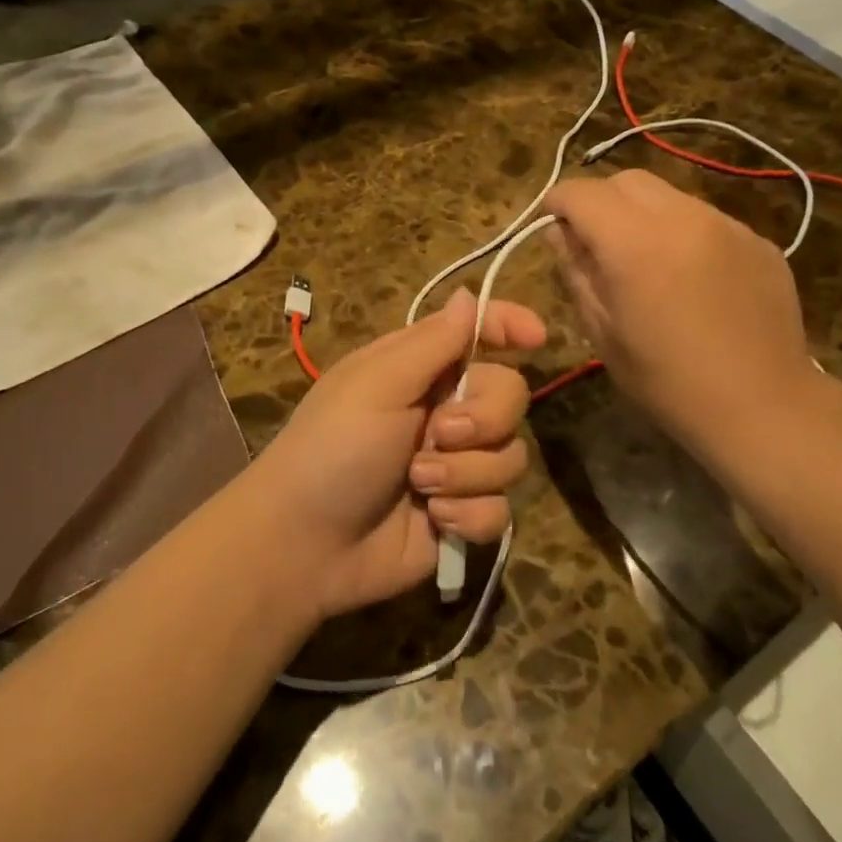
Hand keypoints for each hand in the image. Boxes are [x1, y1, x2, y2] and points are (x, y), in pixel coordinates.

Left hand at [252, 288, 546, 620]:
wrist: (305, 545)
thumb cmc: (332, 449)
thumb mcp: (377, 384)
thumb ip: (433, 342)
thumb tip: (470, 295)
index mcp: (420, 369)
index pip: (476, 334)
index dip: (509, 327)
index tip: (537, 337)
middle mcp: (444, 410)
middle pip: (510, 396)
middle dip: (483, 418)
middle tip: (438, 434)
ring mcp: (456, 465)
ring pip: (511, 456)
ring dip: (466, 473)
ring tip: (419, 485)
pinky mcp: (462, 513)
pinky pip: (501, 508)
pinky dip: (469, 514)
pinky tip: (434, 520)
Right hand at [544, 169, 817, 458]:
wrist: (764, 407)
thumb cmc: (667, 382)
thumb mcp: (602, 332)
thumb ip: (576, 271)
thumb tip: (559, 233)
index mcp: (636, 244)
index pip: (582, 193)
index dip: (557, 202)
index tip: (551, 225)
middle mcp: (683, 218)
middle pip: (627, 180)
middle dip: (600, 201)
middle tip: (594, 242)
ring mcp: (728, 225)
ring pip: (669, 196)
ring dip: (643, 215)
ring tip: (645, 260)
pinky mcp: (758, 240)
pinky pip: (705, 219)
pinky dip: (682, 233)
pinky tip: (690, 278)